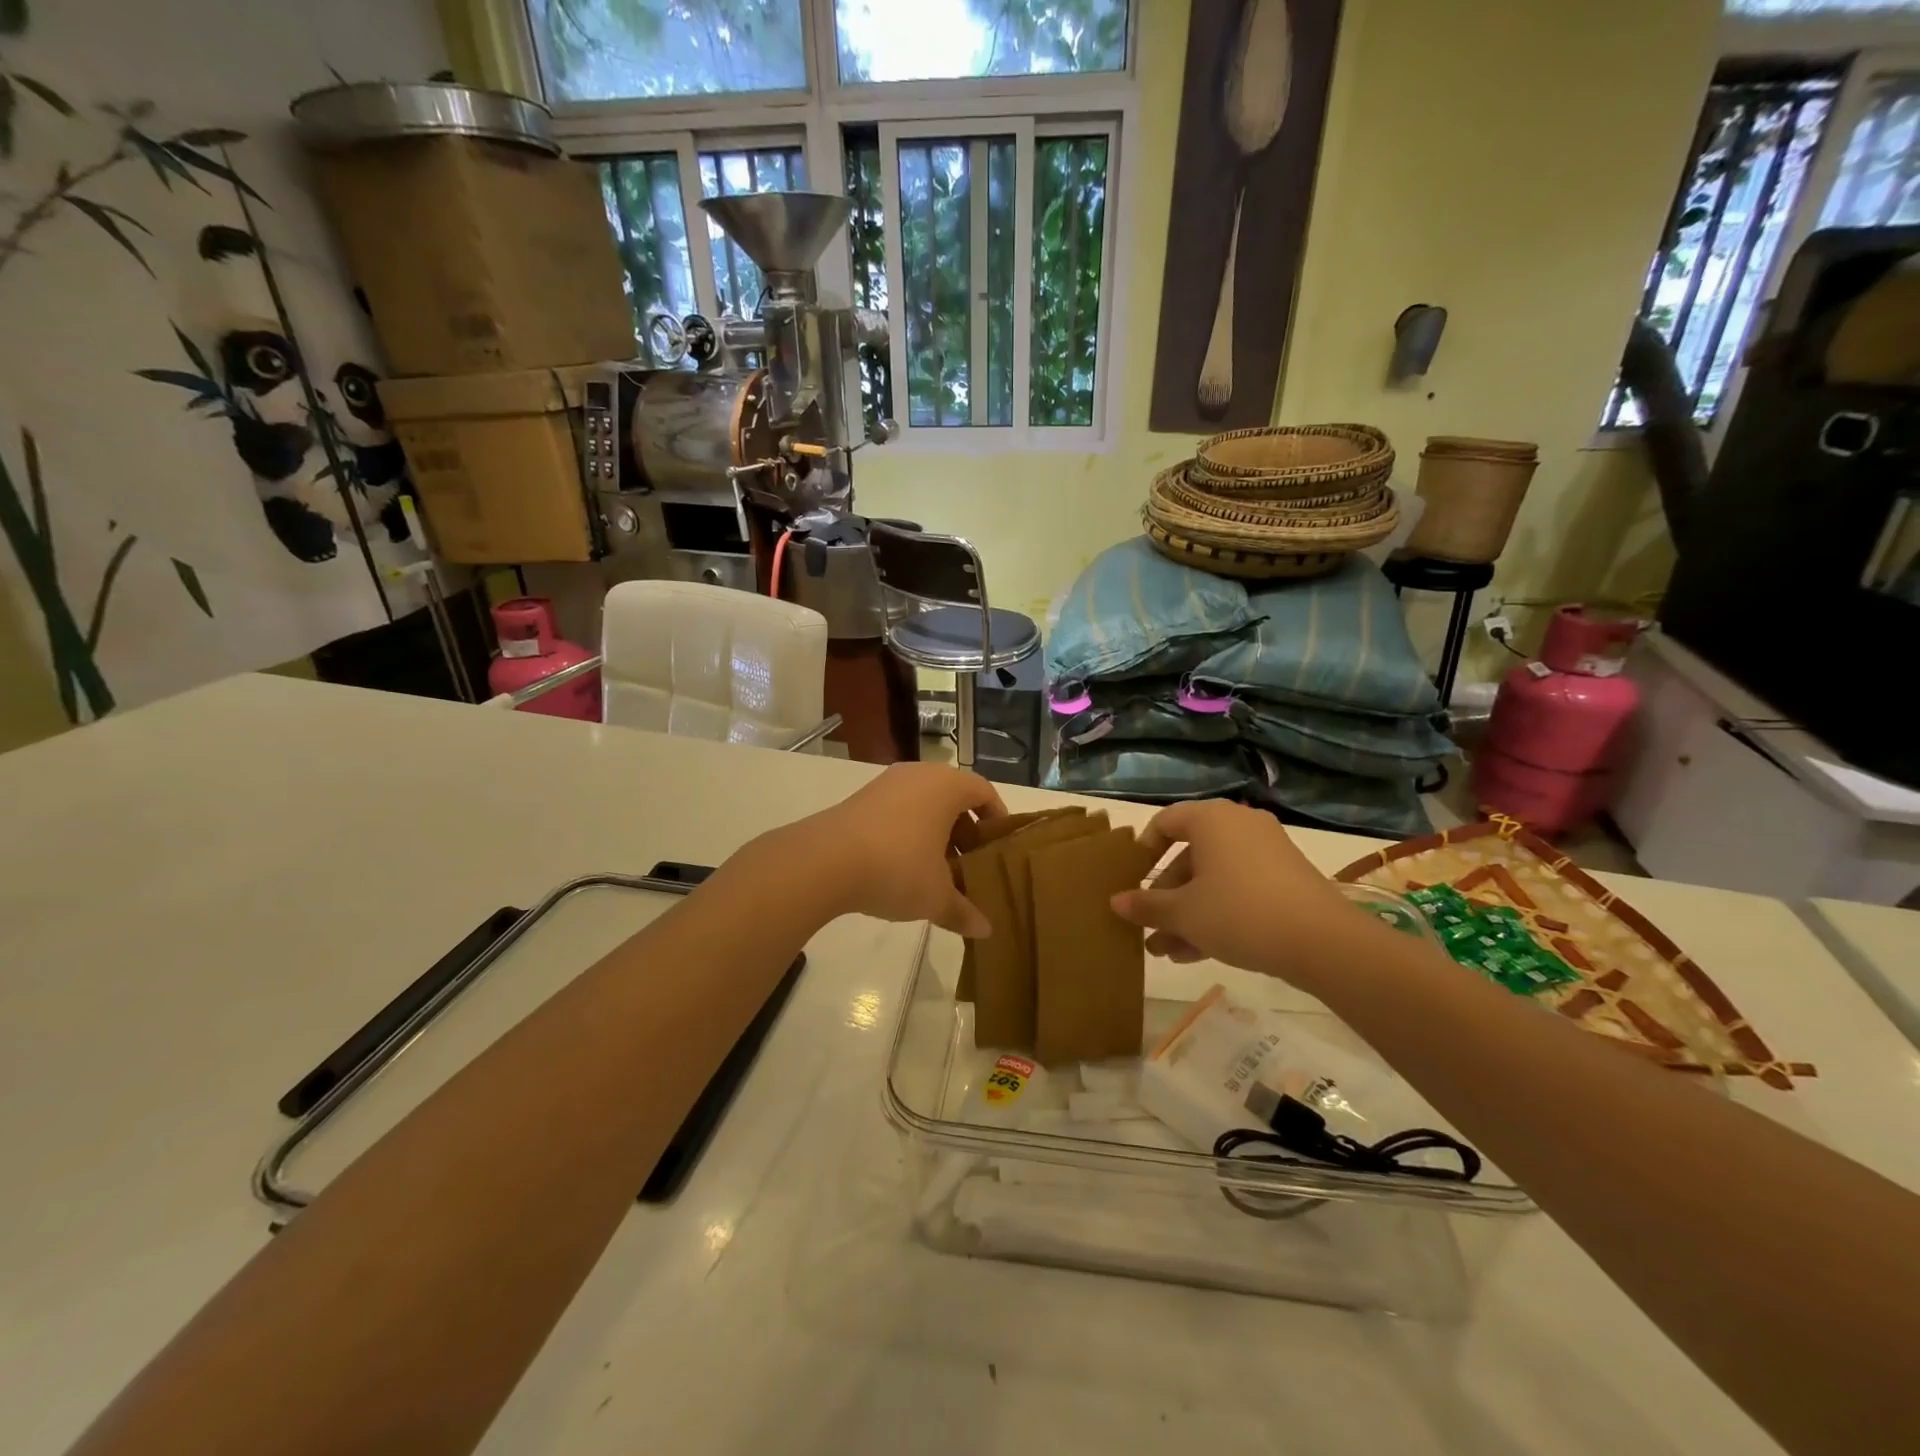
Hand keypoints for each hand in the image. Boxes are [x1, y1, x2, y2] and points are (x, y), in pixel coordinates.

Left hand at [797, 763, 1005, 936]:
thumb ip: (963, 910)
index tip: (999, 847)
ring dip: (935, 835)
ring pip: (924, 805)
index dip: (996, 818)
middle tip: (970, 866)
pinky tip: (903, 868)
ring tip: (938, 873)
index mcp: (946, 786)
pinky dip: (909, 834)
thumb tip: (985, 930)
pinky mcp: (860, 799)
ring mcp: (886, 784)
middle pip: (953, 798)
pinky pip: (898, 811)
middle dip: (965, 832)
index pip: (984, 792)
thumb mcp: (936, 896)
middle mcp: (919, 775)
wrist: (824, 862)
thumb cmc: (897, 867)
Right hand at [1109, 799, 1360, 989]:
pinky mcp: (1287, 879)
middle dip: (1166, 897)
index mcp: (1211, 819)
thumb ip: (1147, 906)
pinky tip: (1197, 954)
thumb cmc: (1238, 912)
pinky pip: (1239, 889)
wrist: (1322, 941)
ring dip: (1188, 913)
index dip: (1143, 851)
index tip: (1132, 881)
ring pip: (1214, 879)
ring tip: (1166, 953)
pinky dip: (1217, 914)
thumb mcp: (1183, 913)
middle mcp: (1239, 825)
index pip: (1165, 822)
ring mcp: (1267, 851)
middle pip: (1190, 856)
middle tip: (1149, 929)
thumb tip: (1116, 901)